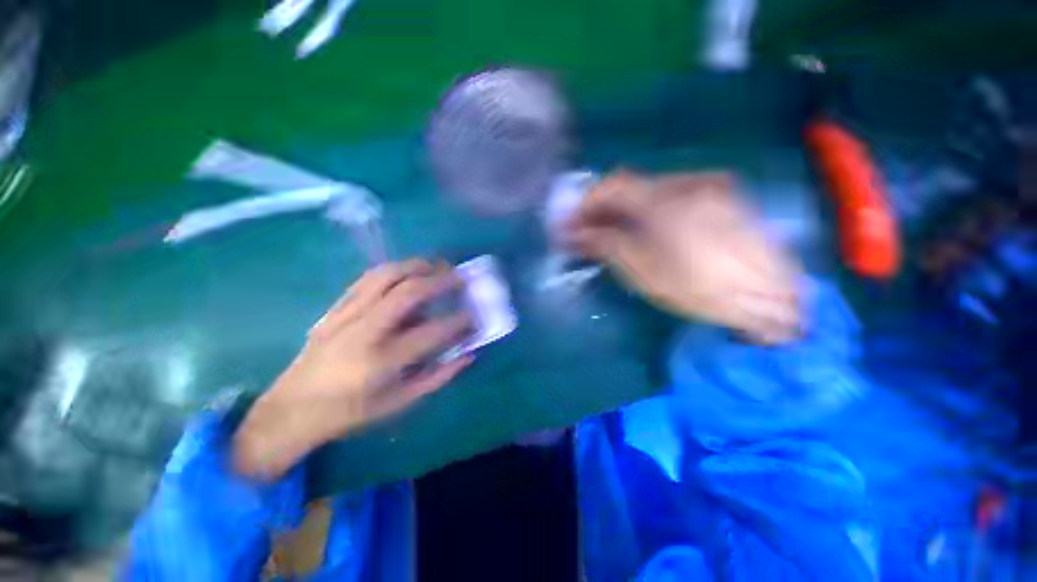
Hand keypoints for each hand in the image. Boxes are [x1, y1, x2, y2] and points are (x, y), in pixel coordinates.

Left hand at [233, 260, 473, 479]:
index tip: (474, 314)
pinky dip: (393, 270)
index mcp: (382, 361)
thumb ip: (438, 377)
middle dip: (440, 280)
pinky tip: (407, 271)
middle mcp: (365, 331)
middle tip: (459, 277)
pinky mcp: (335, 308)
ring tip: (436, 266)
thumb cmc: (350, 412)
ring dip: (416, 266)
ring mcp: (346, 315)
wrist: (292, 409)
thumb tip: (468, 355)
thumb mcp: (400, 403)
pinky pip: (367, 279)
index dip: (459, 320)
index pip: (432, 332)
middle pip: (408, 292)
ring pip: (385, 276)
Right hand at [565, 170, 801, 343]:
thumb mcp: (644, 271)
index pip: (612, 186)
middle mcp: (687, 182)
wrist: (773, 298)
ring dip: (624, 209)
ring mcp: (708, 186)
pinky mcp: (722, 196)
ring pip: (651, 191)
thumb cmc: (701, 289)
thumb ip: (606, 244)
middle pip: (631, 186)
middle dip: (603, 208)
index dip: (586, 202)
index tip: (570, 222)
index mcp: (665, 200)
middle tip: (585, 231)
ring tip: (610, 233)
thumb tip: (576, 234)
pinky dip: (648, 210)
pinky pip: (672, 196)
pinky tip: (644, 230)